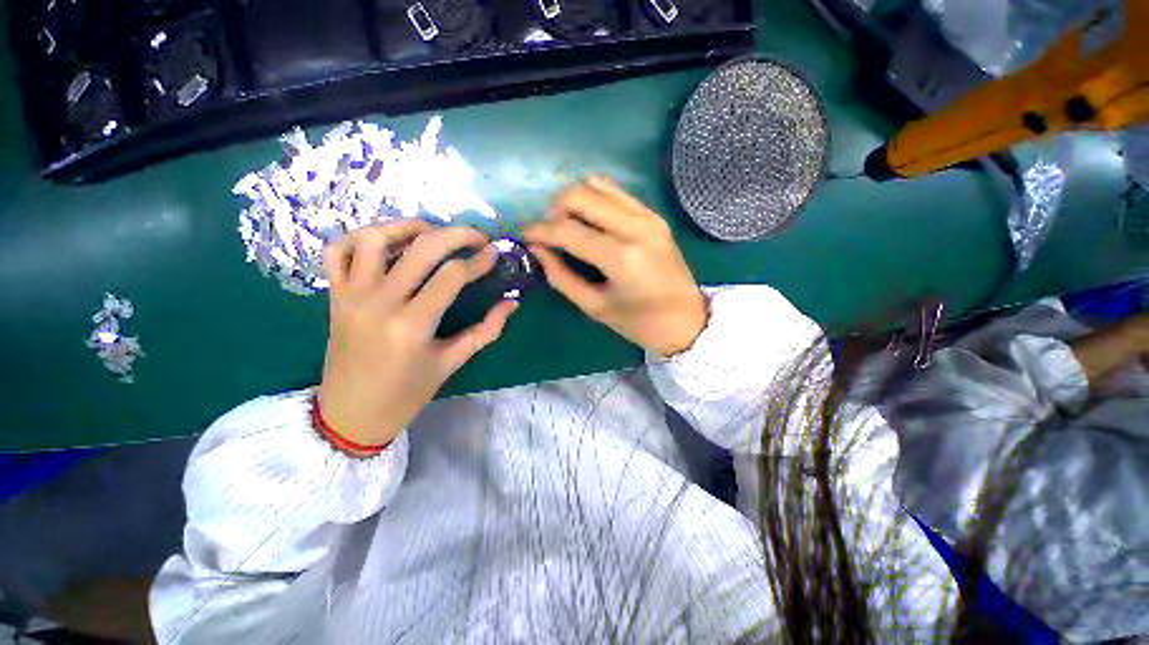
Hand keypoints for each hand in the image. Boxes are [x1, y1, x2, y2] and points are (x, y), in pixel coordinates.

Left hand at [317, 222, 517, 448]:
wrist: (351, 413)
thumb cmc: (407, 393)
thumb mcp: (452, 363)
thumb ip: (486, 331)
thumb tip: (511, 303)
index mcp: (413, 326)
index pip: (451, 276)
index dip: (478, 261)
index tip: (494, 254)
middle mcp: (380, 303)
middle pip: (420, 249)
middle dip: (455, 234)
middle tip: (476, 236)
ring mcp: (352, 296)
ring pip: (374, 239)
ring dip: (407, 226)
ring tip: (431, 232)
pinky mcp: (335, 296)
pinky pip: (337, 252)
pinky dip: (360, 237)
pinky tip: (386, 243)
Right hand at [524, 177, 706, 355]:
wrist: (687, 321)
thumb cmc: (639, 323)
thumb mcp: (594, 307)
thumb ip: (561, 276)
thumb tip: (537, 250)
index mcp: (620, 257)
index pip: (567, 231)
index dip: (539, 230)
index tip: (523, 234)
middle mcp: (635, 227)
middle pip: (580, 195)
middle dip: (554, 209)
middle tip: (548, 231)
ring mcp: (648, 216)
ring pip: (597, 185)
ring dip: (573, 200)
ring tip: (567, 224)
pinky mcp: (654, 215)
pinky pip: (616, 192)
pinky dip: (595, 198)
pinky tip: (589, 218)